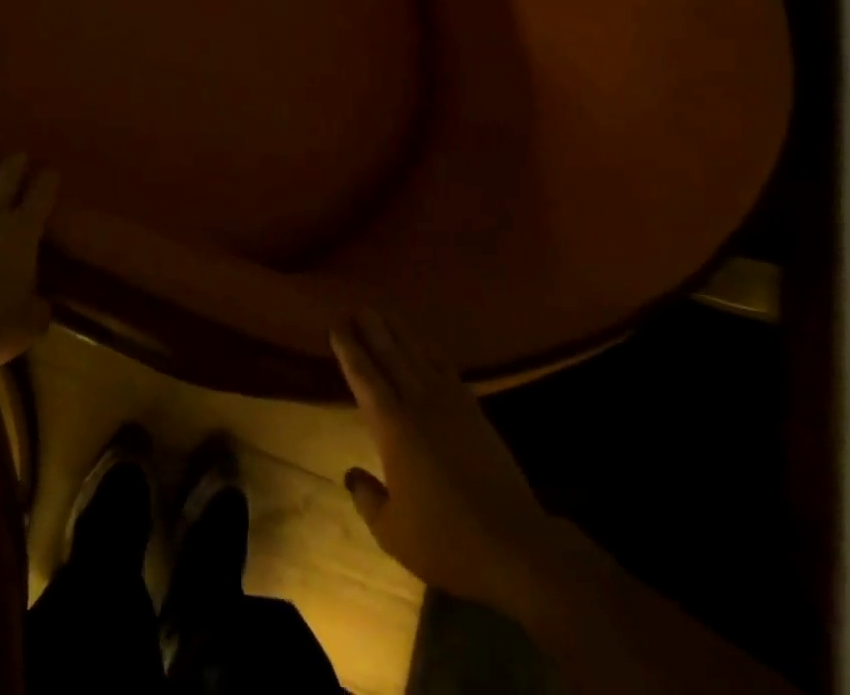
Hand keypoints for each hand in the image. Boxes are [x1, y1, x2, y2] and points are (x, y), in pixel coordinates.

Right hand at [331, 309, 609, 620]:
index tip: (336, 324)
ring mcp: (449, 403)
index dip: (348, 348)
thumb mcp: (393, 532)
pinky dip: (430, 351)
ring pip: (417, 355)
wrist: (513, 543)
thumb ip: (368, 498)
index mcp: (392, 426)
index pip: (364, 376)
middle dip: (371, 328)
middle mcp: (417, 403)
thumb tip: (352, 474)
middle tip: (356, 306)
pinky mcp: (474, 411)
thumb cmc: (446, 540)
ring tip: (383, 314)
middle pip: (389, 354)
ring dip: (398, 332)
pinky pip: (445, 368)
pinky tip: (424, 345)